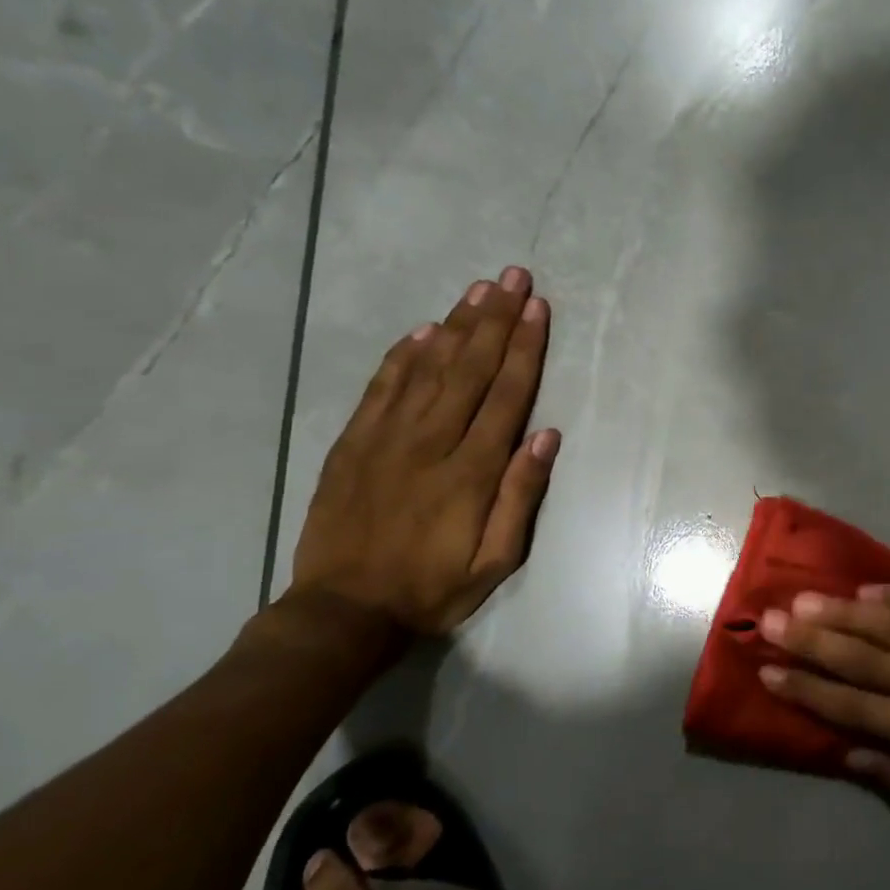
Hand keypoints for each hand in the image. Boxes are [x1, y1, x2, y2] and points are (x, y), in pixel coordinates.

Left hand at [289, 268, 556, 634]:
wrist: (343, 612)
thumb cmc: (432, 589)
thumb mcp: (495, 561)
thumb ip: (520, 497)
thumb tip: (546, 436)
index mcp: (470, 472)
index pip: (505, 395)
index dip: (524, 348)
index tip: (537, 308)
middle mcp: (429, 443)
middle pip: (469, 369)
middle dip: (495, 320)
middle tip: (513, 277)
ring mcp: (385, 439)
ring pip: (427, 368)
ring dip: (456, 325)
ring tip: (479, 289)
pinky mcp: (352, 444)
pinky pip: (382, 387)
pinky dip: (404, 355)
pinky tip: (424, 329)